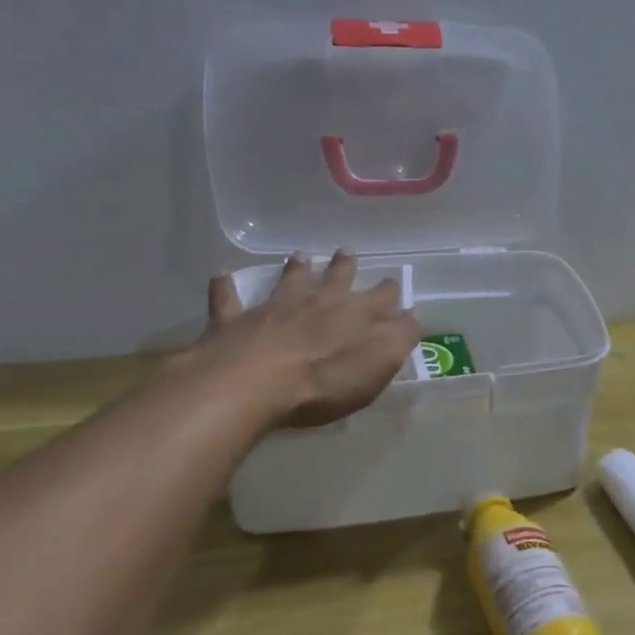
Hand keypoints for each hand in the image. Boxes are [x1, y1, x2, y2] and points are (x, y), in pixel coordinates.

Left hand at [180, 251, 421, 437]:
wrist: (254, 382)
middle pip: (336, 279)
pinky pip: (228, 299)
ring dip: (296, 268)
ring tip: (300, 255)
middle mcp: (318, 302)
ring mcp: (275, 308)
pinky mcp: (235, 322)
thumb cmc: (326, 380)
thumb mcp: (380, 363)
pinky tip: (221, 275)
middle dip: (344, 267)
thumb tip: (413, 316)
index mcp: (357, 314)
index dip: (389, 292)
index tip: (393, 285)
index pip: (382, 297)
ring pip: (289, 281)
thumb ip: (400, 338)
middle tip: (347, 252)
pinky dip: (225, 287)